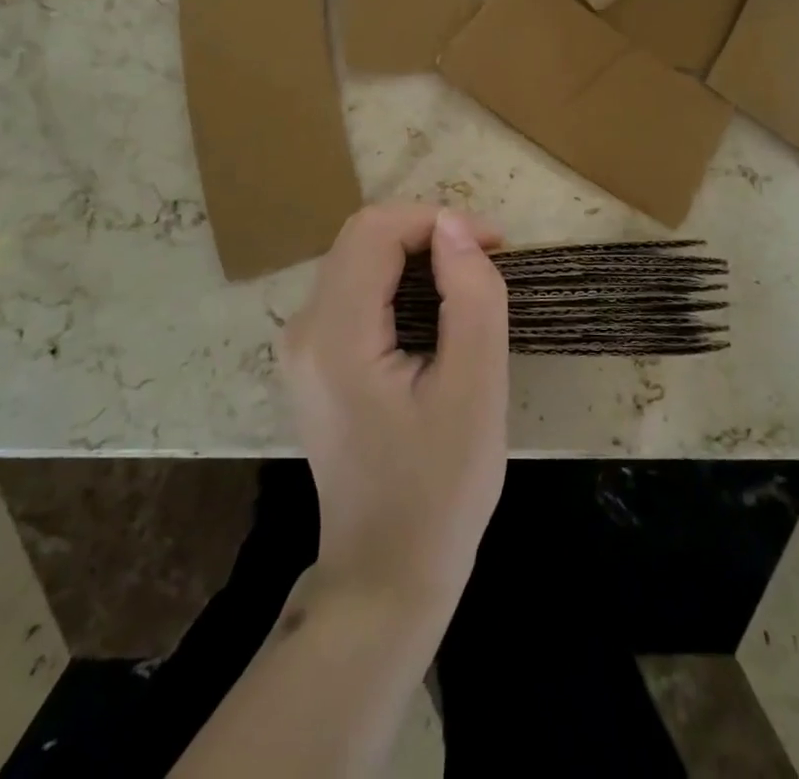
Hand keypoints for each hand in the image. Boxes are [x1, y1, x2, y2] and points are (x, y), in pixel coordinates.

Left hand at [280, 204, 509, 620]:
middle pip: (362, 238)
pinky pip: (355, 291)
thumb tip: (455, 227)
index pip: (376, 230)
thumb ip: (471, 299)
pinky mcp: (315, 360)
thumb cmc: (439, 491)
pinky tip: (436, 311)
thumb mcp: (476, 392)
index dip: (437, 220)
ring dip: (415, 255)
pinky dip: (399, 281)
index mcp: (336, 335)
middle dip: (427, 233)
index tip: (495, 245)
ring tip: (470, 284)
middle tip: (487, 262)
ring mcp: (303, 346)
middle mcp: (305, 329)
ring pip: (358, 259)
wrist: (385, 578)